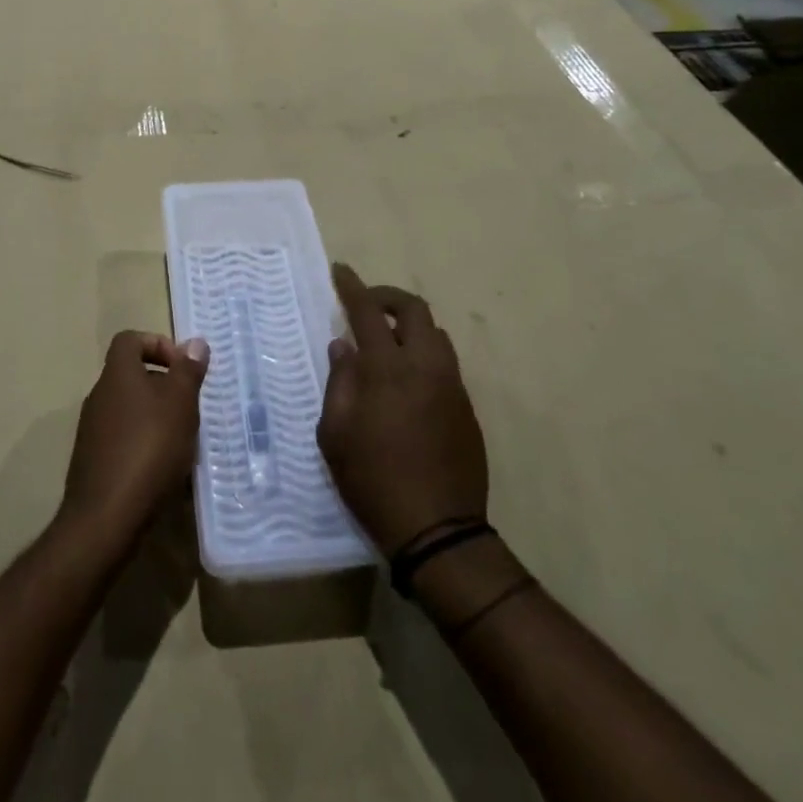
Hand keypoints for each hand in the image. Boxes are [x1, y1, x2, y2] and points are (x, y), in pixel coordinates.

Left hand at [59, 331, 208, 551]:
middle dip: (164, 387)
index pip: (130, 340)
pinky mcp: (93, 461)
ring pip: (130, 409)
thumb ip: (188, 371)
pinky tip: (164, 470)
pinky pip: (123, 439)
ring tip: (183, 442)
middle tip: (190, 409)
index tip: (182, 368)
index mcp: (117, 375)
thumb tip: (195, 343)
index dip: (158, 344)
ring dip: (157, 418)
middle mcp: (99, 396)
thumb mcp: (180, 404)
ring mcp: (92, 430)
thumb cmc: (149, 449)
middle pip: (132, 376)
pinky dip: (144, 445)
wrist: (106, 517)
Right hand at [318, 263, 487, 555]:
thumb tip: (343, 347)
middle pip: (414, 310)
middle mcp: (425, 367)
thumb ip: (339, 382)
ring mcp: (452, 386)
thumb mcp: (335, 433)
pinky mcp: (467, 408)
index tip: (340, 271)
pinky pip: (445, 364)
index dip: (352, 287)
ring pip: (436, 334)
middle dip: (388, 298)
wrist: (438, 530)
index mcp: (388, 369)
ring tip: (386, 343)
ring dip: (410, 326)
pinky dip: (423, 354)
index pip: (368, 311)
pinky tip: (406, 381)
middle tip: (366, 306)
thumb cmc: (373, 480)